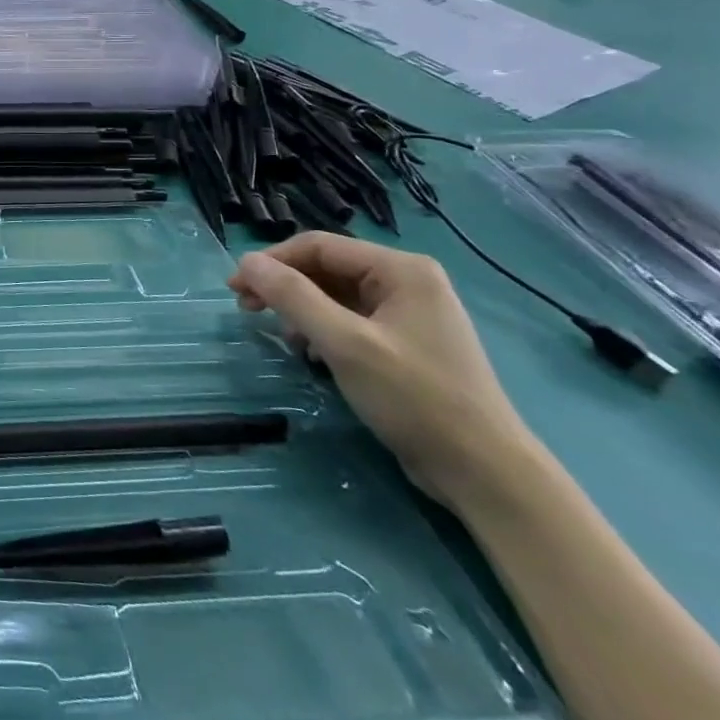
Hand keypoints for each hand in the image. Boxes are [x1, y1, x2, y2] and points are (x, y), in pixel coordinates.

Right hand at [230, 233, 532, 509]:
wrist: (484, 473)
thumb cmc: (414, 398)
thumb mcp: (344, 343)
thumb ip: (293, 296)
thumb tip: (246, 262)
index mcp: (402, 270)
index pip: (319, 246)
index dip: (272, 261)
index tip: (235, 287)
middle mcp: (408, 281)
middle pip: (327, 268)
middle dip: (284, 286)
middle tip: (245, 309)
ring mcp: (410, 314)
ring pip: (336, 296)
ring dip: (300, 310)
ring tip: (280, 337)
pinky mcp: (406, 344)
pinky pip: (352, 320)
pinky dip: (323, 330)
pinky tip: (310, 354)